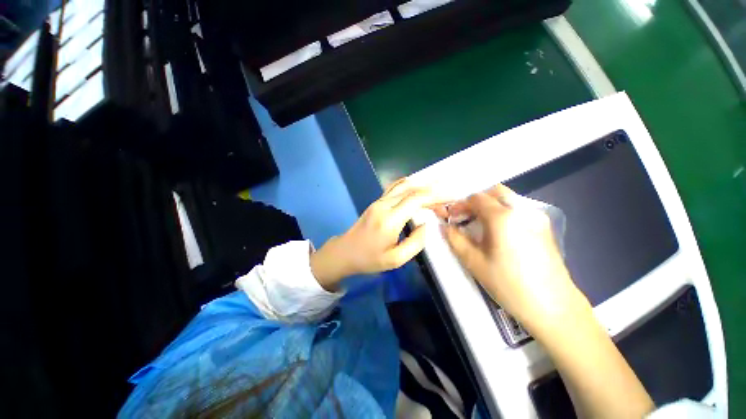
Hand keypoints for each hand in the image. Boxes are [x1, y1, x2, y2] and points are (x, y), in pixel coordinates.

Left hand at [311, 178, 439, 290]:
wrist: (345, 252)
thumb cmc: (369, 259)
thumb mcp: (395, 260)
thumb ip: (415, 243)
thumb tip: (426, 225)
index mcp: (389, 220)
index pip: (416, 199)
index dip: (435, 196)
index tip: (451, 197)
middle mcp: (384, 205)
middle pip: (411, 190)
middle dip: (432, 190)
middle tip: (448, 196)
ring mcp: (378, 202)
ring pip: (403, 186)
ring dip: (421, 186)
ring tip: (437, 188)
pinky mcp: (376, 202)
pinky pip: (394, 188)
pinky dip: (409, 185)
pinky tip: (417, 186)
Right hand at [438, 184, 589, 334]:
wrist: (554, 307)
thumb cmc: (509, 285)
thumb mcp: (474, 262)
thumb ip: (454, 239)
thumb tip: (444, 225)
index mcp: (502, 217)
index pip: (476, 198)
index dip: (460, 205)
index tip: (452, 217)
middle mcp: (521, 210)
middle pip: (494, 192)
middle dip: (476, 201)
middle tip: (465, 218)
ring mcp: (537, 217)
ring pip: (508, 199)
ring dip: (489, 206)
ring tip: (480, 226)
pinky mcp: (545, 226)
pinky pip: (518, 210)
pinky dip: (503, 212)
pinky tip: (499, 233)